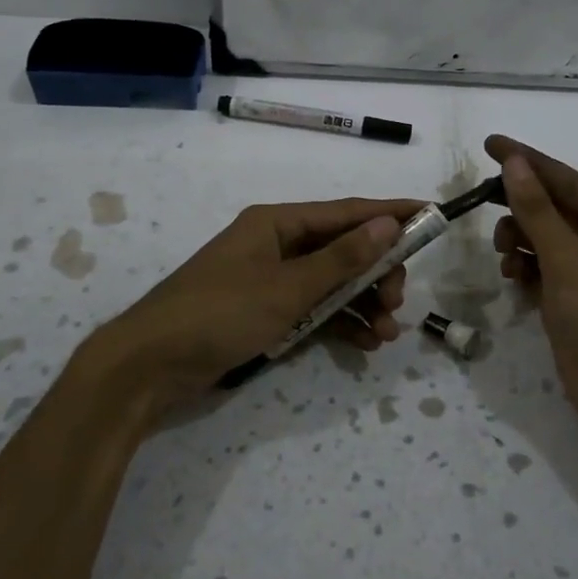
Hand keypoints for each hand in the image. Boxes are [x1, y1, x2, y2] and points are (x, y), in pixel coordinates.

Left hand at [86, 197, 424, 421]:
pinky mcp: (262, 312)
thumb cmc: (219, 314)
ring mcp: (268, 280)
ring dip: (361, 304)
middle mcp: (275, 244)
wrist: (148, 366)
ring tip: (387, 333)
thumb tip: (387, 224)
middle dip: (376, 274)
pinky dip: (337, 323)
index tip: (429, 216)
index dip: (389, 214)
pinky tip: (364, 343)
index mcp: (276, 223)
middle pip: (341, 250)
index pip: (345, 212)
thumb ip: (341, 259)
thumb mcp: (287, 288)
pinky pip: (312, 309)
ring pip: (330, 283)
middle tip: (397, 302)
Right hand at [486, 135, 577, 455]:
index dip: (526, 159)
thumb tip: (514, 162)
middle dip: (519, 208)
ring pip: (544, 239)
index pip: (563, 178)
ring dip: (519, 241)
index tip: (488, 143)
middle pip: (552, 208)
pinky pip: (544, 270)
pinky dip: (525, 269)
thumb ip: (536, 210)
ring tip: (504, 259)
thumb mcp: (567, 259)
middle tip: (486, 213)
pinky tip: (514, 281)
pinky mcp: (576, 301)